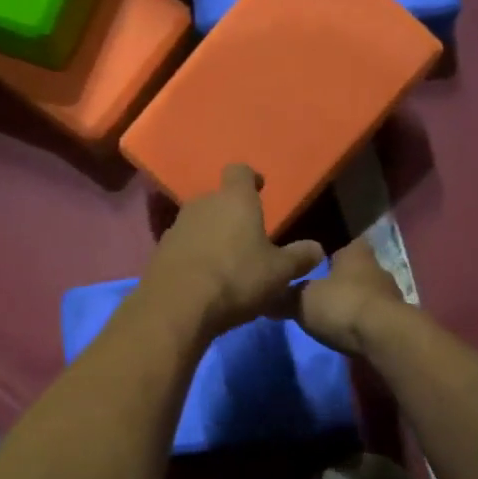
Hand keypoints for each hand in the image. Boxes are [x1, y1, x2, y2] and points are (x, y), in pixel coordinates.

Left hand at [138, 166, 324, 340]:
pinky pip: (183, 246)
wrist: (177, 306)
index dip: (250, 178)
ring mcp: (177, 226)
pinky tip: (204, 278)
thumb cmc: (236, 279)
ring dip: (211, 235)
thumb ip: (299, 258)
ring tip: (226, 260)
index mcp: (235, 200)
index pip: (240, 171)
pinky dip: (194, 255)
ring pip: (199, 223)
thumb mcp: (279, 273)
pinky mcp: (160, 251)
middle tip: (247, 235)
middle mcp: (202, 204)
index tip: (259, 188)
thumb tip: (317, 249)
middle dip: (231, 213)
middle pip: (218, 199)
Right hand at [295, 240, 407, 356]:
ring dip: (353, 299)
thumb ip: (285, 297)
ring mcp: (391, 295)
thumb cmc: (343, 305)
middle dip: (340, 276)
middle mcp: (376, 268)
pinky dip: (362, 320)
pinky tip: (349, 329)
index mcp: (355, 253)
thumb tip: (266, 297)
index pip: (344, 239)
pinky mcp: (397, 320)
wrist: (386, 338)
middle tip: (319, 285)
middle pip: (356, 267)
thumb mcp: (302, 300)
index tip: (313, 253)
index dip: (328, 245)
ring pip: (367, 291)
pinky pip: (374, 314)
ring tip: (333, 311)